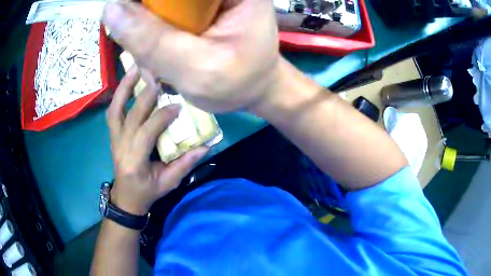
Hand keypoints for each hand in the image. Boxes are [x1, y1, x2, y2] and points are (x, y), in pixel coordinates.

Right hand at [102, 0, 281, 112]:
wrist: (255, 86)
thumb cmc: (239, 82)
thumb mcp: (197, 69)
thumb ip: (153, 40)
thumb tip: (110, 9)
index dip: (145, 4)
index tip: (133, 25)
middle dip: (144, 20)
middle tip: (146, 54)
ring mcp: (205, 0)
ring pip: (159, 5)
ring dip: (146, 32)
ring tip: (157, 65)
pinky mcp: (197, 8)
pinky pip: (162, 14)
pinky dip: (153, 35)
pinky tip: (161, 60)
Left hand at [107, 66, 207, 215]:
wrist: (126, 196)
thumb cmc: (147, 191)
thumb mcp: (169, 183)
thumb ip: (185, 164)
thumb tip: (206, 146)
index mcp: (134, 161)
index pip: (145, 133)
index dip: (161, 117)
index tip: (177, 105)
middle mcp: (120, 146)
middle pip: (130, 116)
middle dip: (145, 95)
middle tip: (159, 76)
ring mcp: (113, 138)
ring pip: (115, 109)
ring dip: (124, 87)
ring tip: (135, 68)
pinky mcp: (113, 134)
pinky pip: (113, 111)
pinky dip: (119, 94)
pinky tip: (128, 81)